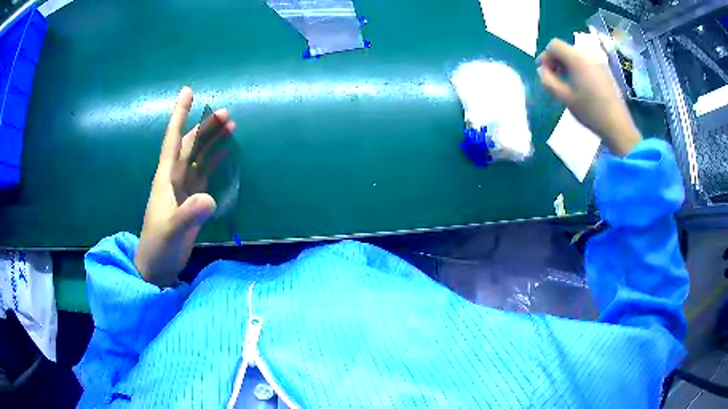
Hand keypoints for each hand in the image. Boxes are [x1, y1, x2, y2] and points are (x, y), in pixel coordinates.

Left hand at [135, 87, 235, 286]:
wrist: (157, 267)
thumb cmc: (158, 247)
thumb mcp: (171, 231)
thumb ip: (188, 214)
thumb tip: (209, 197)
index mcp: (165, 178)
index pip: (172, 140)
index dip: (179, 115)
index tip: (187, 92)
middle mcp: (174, 178)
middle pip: (190, 145)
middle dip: (205, 127)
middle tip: (226, 113)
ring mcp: (184, 189)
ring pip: (199, 157)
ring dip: (213, 141)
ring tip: (231, 126)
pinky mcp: (192, 200)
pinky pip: (205, 174)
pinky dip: (215, 161)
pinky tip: (226, 153)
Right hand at [536, 38, 640, 155]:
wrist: (618, 126)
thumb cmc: (590, 112)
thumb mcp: (565, 98)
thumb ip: (548, 81)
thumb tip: (542, 71)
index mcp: (577, 59)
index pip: (554, 45)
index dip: (545, 56)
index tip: (544, 73)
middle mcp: (587, 55)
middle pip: (565, 49)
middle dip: (555, 61)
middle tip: (552, 79)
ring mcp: (597, 62)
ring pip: (575, 56)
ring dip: (566, 65)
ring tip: (565, 83)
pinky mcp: (604, 71)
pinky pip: (585, 63)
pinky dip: (577, 69)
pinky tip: (578, 86)